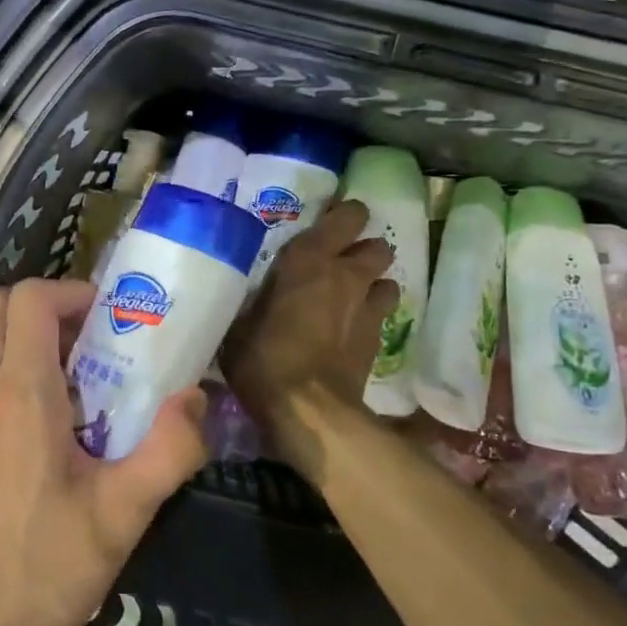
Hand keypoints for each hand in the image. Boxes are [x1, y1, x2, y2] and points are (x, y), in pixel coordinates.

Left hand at [0, 278, 207, 625]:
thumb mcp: (120, 516)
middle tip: (99, 344)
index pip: (29, 298)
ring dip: (34, 347)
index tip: (113, 319)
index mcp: (19, 393)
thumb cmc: (37, 572)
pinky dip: (17, 383)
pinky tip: (56, 441)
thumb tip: (197, 398)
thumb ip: (168, 451)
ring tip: (88, 393)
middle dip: (50, 310)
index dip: (72, 291)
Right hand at [221, 198, 396, 471]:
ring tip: (350, 299)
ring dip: (371, 286)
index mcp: (310, 259)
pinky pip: (380, 316)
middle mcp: (346, 275)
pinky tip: (349, 333)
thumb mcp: (239, 322)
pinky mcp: (378, 341)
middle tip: (339, 265)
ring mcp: (368, 309)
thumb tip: (250, 294)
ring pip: (387, 281)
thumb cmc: (262, 358)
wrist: (307, 409)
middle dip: (363, 252)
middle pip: (377, 247)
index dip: (344, 217)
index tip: (329, 224)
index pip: (348, 216)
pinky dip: (369, 318)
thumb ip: (254, 299)